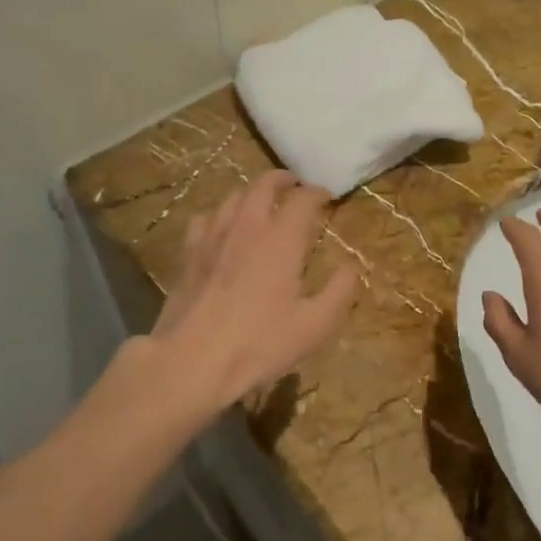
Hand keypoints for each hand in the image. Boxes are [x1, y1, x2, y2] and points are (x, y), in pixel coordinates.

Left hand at [148, 171, 358, 414]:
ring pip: (234, 196)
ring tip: (261, 201)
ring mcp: (214, 236)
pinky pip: (206, 218)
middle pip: (264, 184)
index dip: (318, 193)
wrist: (191, 361)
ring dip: (252, 193)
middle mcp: (248, 226)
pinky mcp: (189, 253)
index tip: (327, 197)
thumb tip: (351, 267)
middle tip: (294, 185)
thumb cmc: (258, 344)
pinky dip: (220, 214)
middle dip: (282, 179)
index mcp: (281, 239)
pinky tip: (222, 227)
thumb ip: (339, 292)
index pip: (303, 199)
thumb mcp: (314, 326)